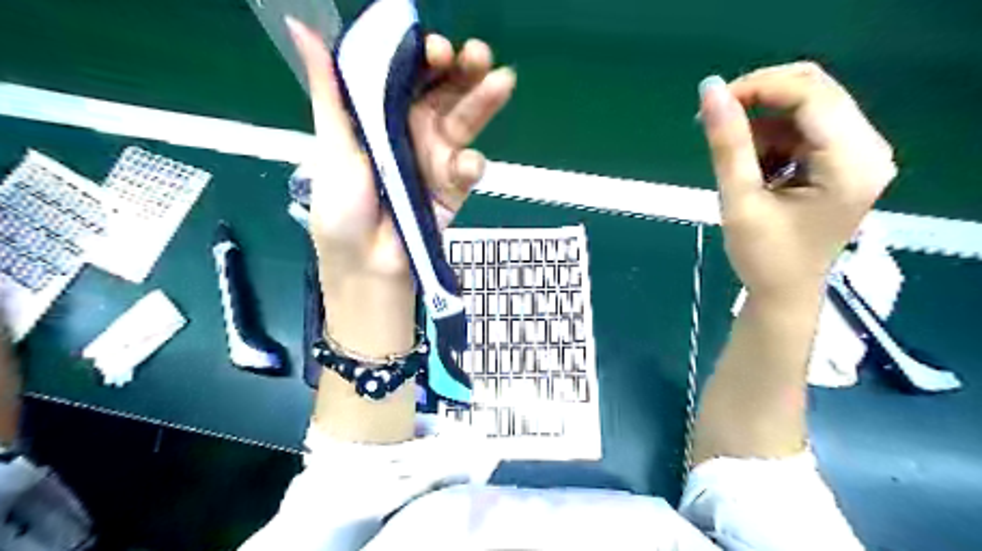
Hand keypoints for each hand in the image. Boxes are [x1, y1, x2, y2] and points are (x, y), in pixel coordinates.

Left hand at [284, 19, 513, 355]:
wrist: (367, 265)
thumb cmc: (343, 208)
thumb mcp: (333, 146)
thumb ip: (330, 92)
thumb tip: (301, 28)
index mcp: (382, 118)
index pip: (409, 77)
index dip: (425, 59)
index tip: (437, 48)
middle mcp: (412, 132)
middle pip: (443, 94)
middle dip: (463, 72)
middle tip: (479, 55)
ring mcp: (437, 159)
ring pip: (465, 123)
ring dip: (483, 103)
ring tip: (501, 82)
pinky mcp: (454, 187)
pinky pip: (468, 168)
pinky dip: (472, 164)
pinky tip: (467, 166)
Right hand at [698, 63, 896, 301]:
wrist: (784, 293)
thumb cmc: (763, 257)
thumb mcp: (739, 200)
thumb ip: (727, 144)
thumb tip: (708, 90)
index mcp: (851, 162)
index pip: (811, 94)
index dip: (759, 87)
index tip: (713, 103)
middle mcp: (868, 149)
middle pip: (815, 92)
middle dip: (760, 100)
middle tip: (716, 121)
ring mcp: (860, 154)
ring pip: (808, 108)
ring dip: (764, 125)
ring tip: (738, 163)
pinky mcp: (845, 162)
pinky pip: (806, 128)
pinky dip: (774, 139)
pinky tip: (757, 169)